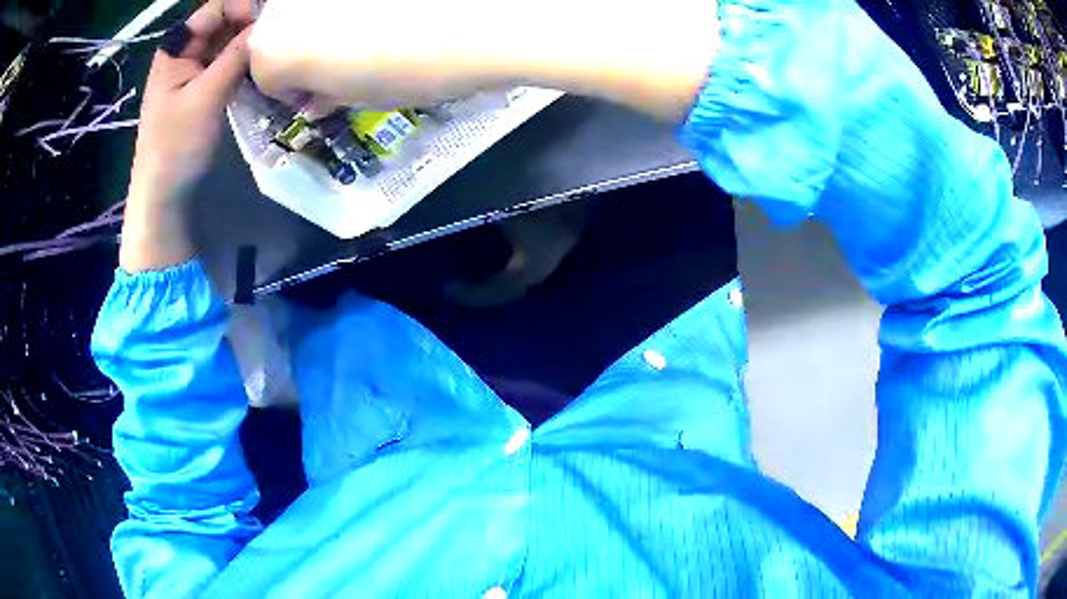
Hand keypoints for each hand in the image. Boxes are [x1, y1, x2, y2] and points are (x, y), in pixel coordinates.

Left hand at [122, 0, 253, 272]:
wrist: (163, 195)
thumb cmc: (176, 146)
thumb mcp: (206, 97)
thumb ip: (236, 56)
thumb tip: (269, 25)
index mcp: (177, 48)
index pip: (216, 8)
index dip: (244, 8)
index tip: (271, 24)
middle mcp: (185, 52)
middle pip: (224, 21)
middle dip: (251, 24)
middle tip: (280, 37)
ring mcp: (193, 70)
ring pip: (228, 42)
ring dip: (250, 43)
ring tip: (276, 51)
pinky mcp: (202, 88)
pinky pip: (228, 62)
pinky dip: (245, 61)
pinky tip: (261, 67)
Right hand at [248, 0, 719, 119]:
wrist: (494, 13)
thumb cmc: (422, 65)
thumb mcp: (363, 96)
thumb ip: (326, 91)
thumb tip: (315, 91)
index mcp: (273, 46)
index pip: (265, 74)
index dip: (296, 87)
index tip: (322, 91)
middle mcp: (285, 2)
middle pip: (282, 31)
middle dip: (308, 49)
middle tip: (350, 58)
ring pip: (313, 5)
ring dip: (332, 20)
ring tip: (381, 26)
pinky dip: (360, 5)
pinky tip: (396, 10)